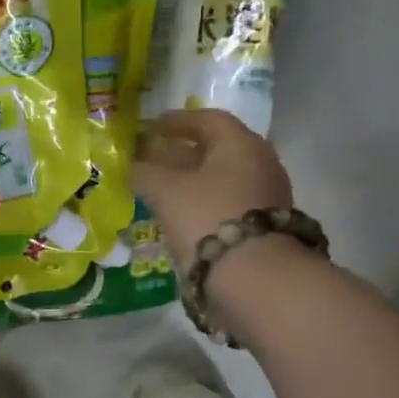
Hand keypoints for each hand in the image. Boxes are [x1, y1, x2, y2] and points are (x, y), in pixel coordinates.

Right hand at [132, 109, 294, 269]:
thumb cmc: (207, 218)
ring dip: (190, 180)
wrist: (255, 277)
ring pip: (221, 178)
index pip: (207, 119)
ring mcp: (266, 196)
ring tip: (159, 189)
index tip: (150, 127)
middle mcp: (260, 163)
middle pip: (215, 150)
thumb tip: (132, 167)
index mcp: (240, 144)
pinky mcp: (264, 226)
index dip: (176, 121)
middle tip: (150, 158)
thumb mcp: (166, 191)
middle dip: (180, 152)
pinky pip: (227, 203)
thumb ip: (144, 173)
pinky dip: (203, 202)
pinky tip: (181, 215)